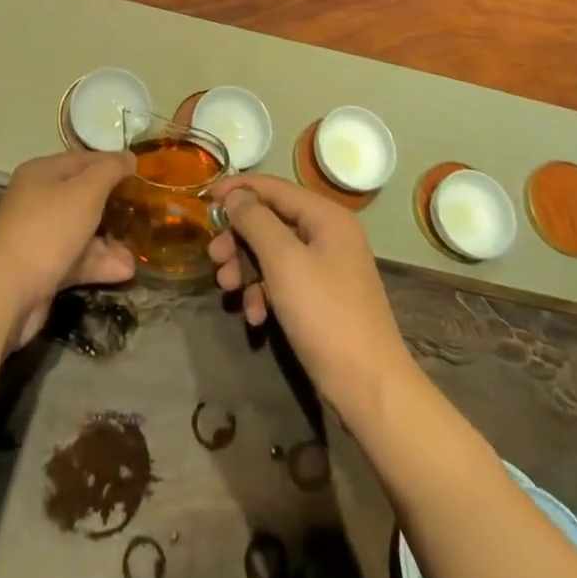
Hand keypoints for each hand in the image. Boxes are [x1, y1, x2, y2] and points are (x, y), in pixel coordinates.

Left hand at [0, 149, 136, 348]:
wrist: (7, 292)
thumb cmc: (48, 230)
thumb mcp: (86, 192)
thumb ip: (110, 171)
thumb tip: (129, 157)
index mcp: (42, 172)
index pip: (84, 159)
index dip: (113, 164)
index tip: (143, 175)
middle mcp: (38, 199)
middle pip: (83, 195)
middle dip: (114, 206)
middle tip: (143, 214)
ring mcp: (38, 235)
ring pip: (81, 230)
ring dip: (110, 241)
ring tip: (136, 253)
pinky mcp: (41, 267)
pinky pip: (75, 258)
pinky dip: (98, 263)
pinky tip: (124, 271)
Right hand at [207, 175, 414, 415]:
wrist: (370, 390)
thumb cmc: (325, 315)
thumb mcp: (284, 262)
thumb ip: (256, 221)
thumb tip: (236, 195)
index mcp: (326, 217)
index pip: (274, 187)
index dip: (239, 189)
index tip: (206, 200)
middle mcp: (328, 235)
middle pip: (271, 221)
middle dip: (239, 238)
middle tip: (214, 258)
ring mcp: (327, 268)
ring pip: (274, 253)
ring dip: (247, 267)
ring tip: (227, 288)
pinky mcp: (322, 299)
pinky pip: (284, 281)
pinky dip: (264, 293)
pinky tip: (254, 316)